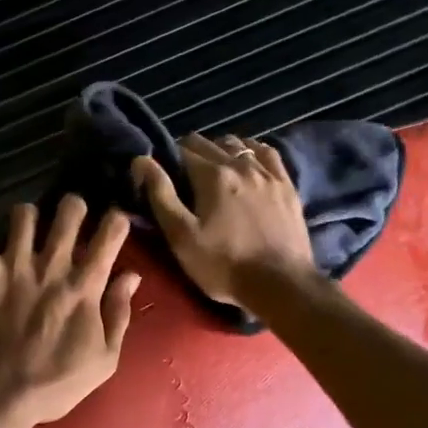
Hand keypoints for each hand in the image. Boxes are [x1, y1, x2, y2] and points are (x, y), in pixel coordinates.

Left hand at [0, 195, 140, 427]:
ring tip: (24, 232)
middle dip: (73, 207)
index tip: (112, 224)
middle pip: (70, 209)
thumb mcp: (102, 360)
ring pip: (25, 212)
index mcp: (84, 285)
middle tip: (68, 219)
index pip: (110, 232)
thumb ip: (119, 314)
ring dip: (28, 218)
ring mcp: (14, 263)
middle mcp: (52, 265)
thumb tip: (131, 277)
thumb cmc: (52, 384)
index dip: (115, 220)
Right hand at [131, 133, 315, 307]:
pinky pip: (267, 153)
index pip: (182, 149)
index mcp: (212, 175)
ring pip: (238, 144)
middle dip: (191, 154)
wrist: (281, 284)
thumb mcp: (182, 236)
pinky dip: (252, 152)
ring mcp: (267, 173)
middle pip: (209, 143)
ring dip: (221, 150)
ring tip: (214, 171)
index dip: (168, 159)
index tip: (164, 177)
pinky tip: (248, 164)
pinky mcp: (286, 185)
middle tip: (184, 179)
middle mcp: (240, 164)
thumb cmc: (223, 265)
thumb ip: (160, 195)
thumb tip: (141, 160)